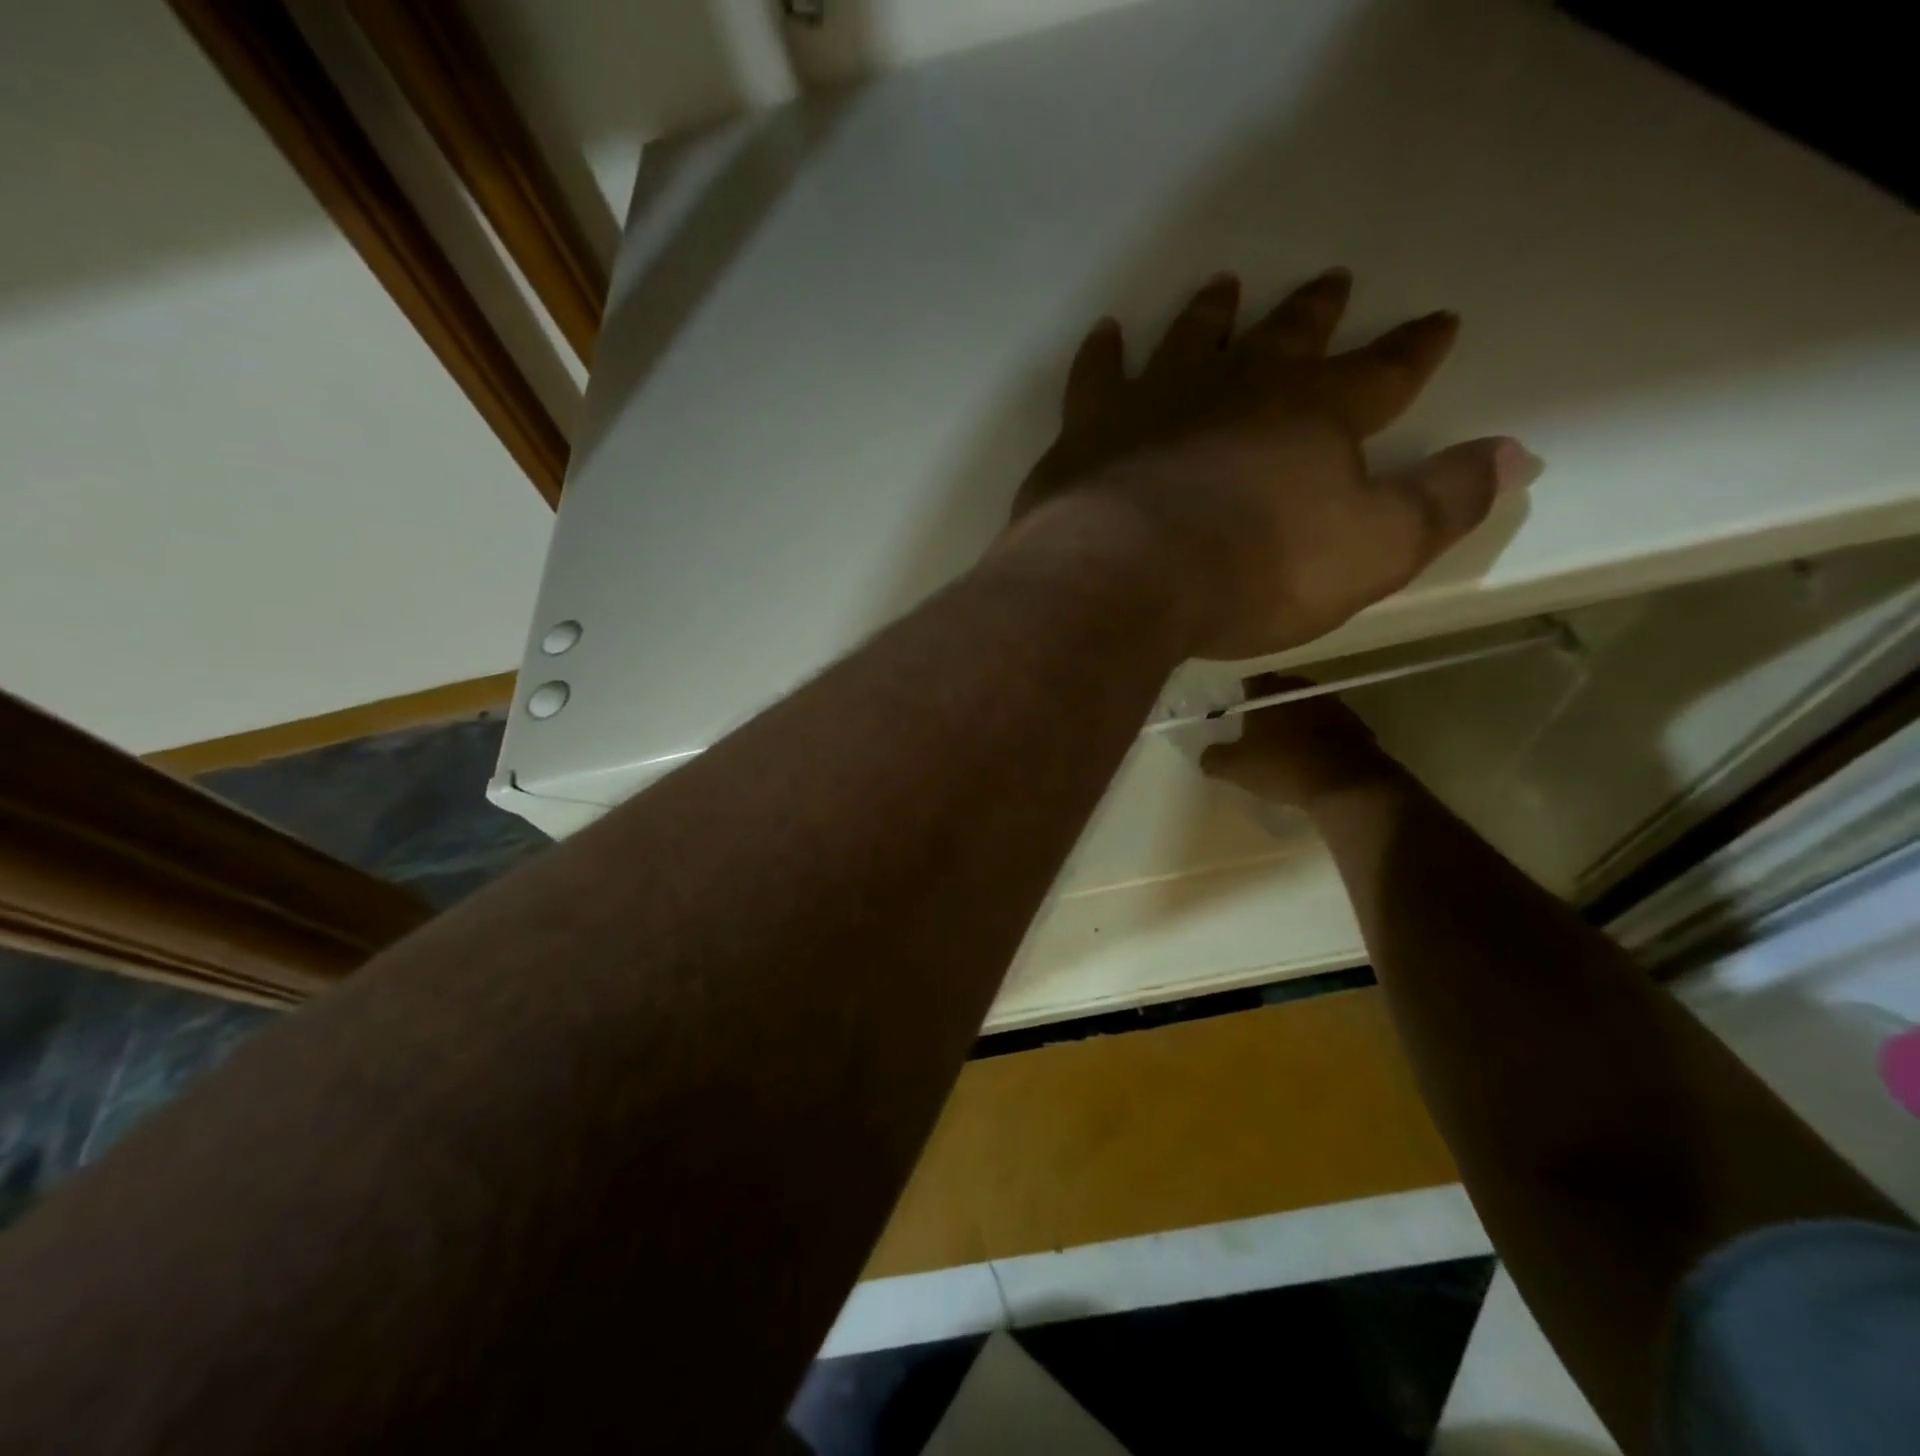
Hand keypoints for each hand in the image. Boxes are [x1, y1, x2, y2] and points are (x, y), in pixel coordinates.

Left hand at [1010, 269, 1541, 659]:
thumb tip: (1517, 454)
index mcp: (1315, 415)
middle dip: (1315, 311)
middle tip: (1332, 280)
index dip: (1414, 348)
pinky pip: (1096, 377)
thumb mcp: (1371, 552)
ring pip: (1192, 339)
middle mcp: (1237, 389)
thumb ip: (1443, 503)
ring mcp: (1156, 402)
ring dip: (1212, 313)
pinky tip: (1106, 334)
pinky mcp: (1089, 431)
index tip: (1438, 321)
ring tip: (1223, 285)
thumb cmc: (1254, 571)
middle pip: (1286, 337)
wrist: (1126, 576)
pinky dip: (1102, 355)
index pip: (1383, 370)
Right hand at [1199, 677, 1394, 809]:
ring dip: (1296, 723)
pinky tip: (1312, 760)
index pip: (1249, 680)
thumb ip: (1214, 758)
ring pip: (1306, 708)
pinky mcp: (1356, 726)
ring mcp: (1333, 705)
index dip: (1240, 694)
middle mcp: (1301, 688)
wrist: (1347, 785)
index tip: (1234, 712)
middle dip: (1268, 708)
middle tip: (1256, 731)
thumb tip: (1206, 756)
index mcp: (1269, 690)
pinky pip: (1329, 728)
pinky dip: (1319, 738)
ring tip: (1285, 747)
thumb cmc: (1282, 767)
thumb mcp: (1235, 768)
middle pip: (1279, 692)